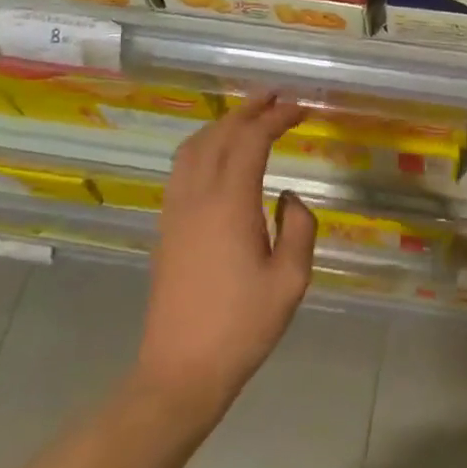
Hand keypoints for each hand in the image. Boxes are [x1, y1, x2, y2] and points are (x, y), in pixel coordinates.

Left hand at [134, 92, 316, 421]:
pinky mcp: (166, 227)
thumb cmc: (242, 326)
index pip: (251, 140)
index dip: (276, 117)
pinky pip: (181, 168)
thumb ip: (299, 228)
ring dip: (222, 124)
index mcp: (230, 203)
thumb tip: (289, 197)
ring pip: (194, 148)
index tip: (300, 108)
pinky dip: (203, 146)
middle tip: (275, 96)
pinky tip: (217, 155)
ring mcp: (175, 211)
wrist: (180, 371)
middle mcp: (197, 196)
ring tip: (248, 116)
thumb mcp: (291, 280)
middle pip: (219, 135)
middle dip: (248, 109)